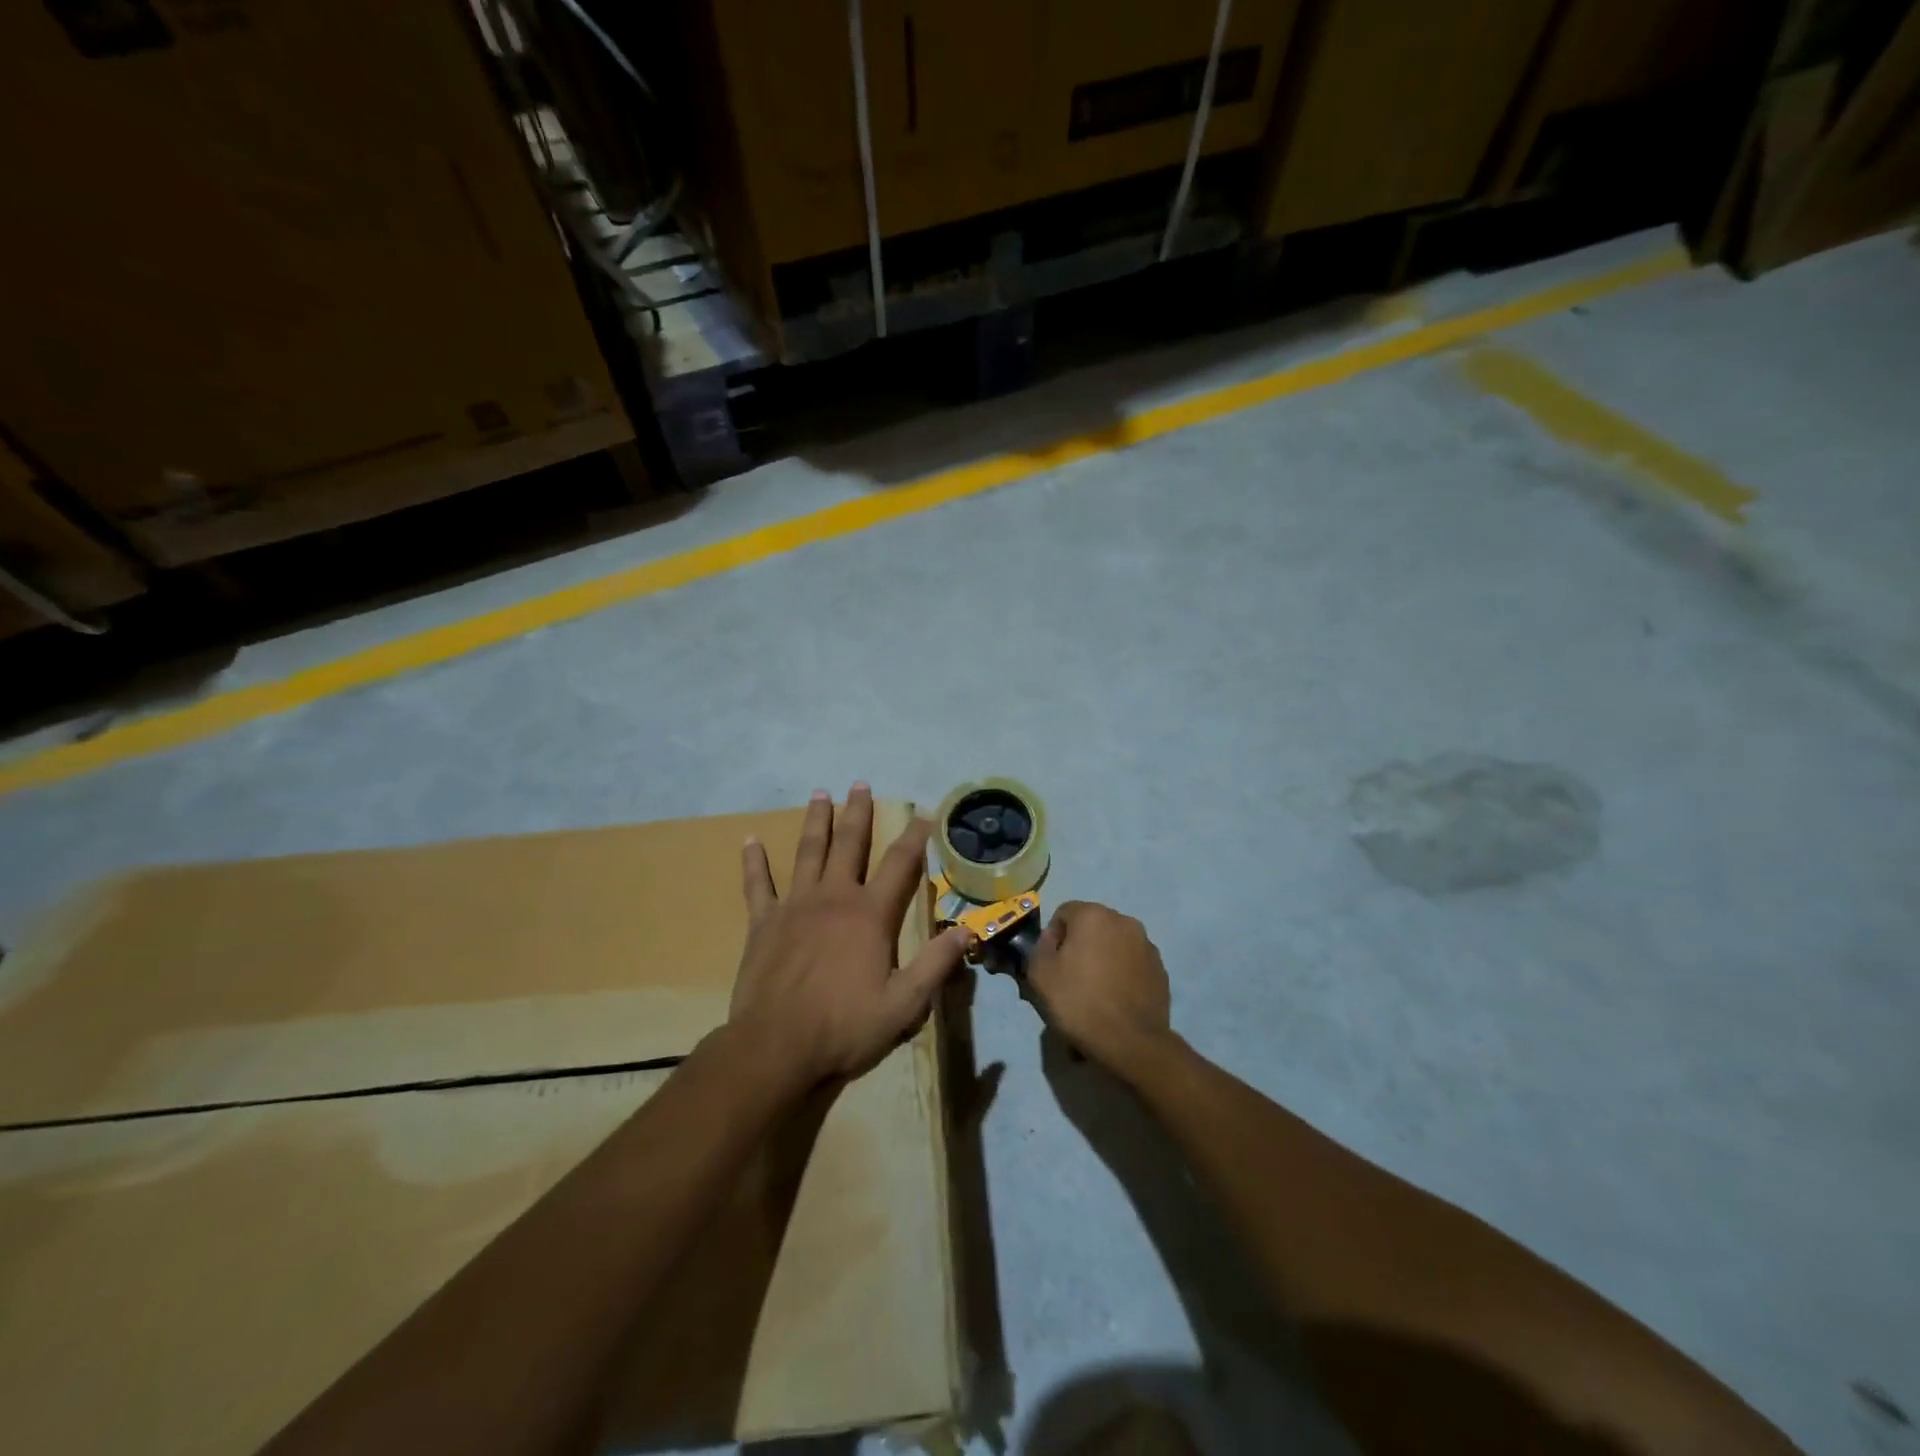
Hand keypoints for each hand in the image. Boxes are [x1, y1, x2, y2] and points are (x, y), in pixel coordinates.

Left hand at [730, 783, 971, 1085]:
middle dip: (858, 813)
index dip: (916, 837)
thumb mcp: (904, 1004)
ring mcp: (795, 906)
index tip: (925, 812)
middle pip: (850, 845)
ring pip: (808, 853)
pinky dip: (754, 862)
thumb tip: (967, 930)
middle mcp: (834, 898)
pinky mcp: (763, 923)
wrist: (776, 1047)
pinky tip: (749, 840)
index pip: (900, 865)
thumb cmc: (844, 1026)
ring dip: (815, 821)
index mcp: (870, 915)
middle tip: (860, 783)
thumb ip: (935, 964)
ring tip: (820, 793)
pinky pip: (758, 885)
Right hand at [1025, 901, 1173, 1077]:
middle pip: (1091, 927)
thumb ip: (1038, 948)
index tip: (1050, 966)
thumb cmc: (1080, 1002)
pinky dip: (1121, 974)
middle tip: (1069, 979)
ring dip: (1102, 959)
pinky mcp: (1160, 970)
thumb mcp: (1040, 975)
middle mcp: (1124, 921)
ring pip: (1114, 944)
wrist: (1131, 1042)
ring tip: (1094, 992)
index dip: (1052, 938)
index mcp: (1094, 915)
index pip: (1064, 913)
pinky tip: (1114, 1000)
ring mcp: (1147, 945)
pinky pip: (1132, 964)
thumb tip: (1050, 943)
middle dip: (1079, 946)